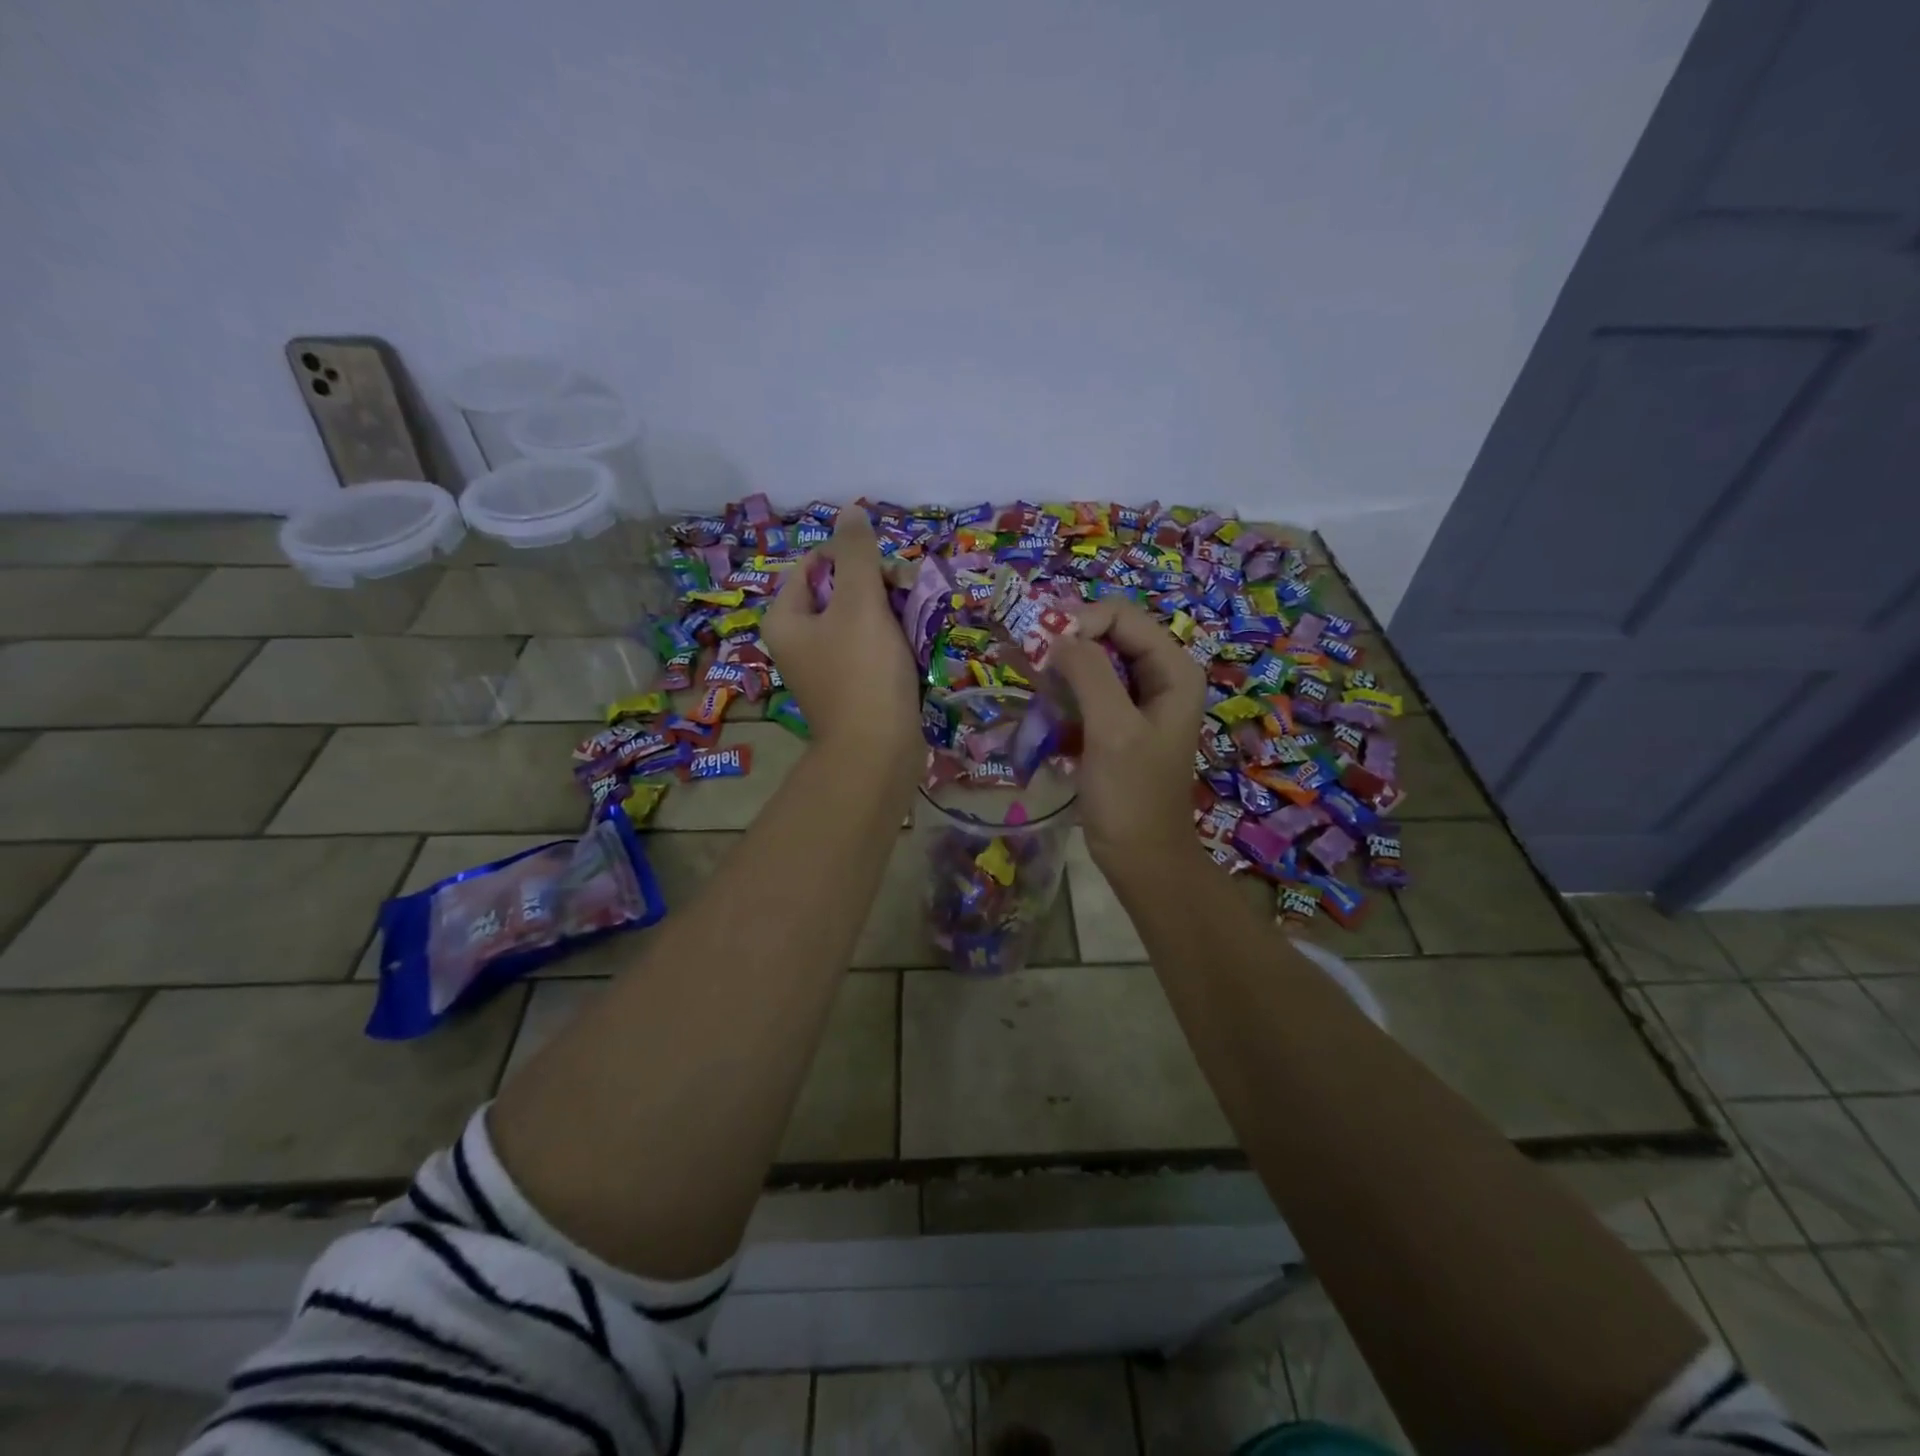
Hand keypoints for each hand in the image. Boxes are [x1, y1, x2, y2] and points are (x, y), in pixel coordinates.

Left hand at [761, 507, 920, 768]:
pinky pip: (869, 649)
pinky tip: (913, 647)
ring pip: (859, 620)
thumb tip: (851, 511)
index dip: (852, 558)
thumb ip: (857, 554)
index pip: (815, 564)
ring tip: (915, 620)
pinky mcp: (850, 688)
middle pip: (838, 591)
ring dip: (889, 613)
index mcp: (786, 618)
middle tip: (905, 597)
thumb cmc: (863, 673)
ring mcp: (824, 667)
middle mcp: (798, 641)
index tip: (885, 572)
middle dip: (876, 587)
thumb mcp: (860, 604)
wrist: (877, 753)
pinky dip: (891, 642)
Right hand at [1050, 596, 1205, 878]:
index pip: (1122, 616)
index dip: (1080, 622)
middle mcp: (1160, 676)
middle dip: (1066, 645)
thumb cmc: (1131, 795)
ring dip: (1059, 670)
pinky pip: (1086, 692)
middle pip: (1106, 635)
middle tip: (1028, 664)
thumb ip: (1089, 674)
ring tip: (1029, 684)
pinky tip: (1041, 709)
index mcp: (1173, 670)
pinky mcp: (1117, 722)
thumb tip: (1057, 636)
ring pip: (1092, 663)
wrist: (1140, 857)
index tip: (1041, 649)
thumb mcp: (1112, 730)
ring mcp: (1138, 700)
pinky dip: (1062, 694)